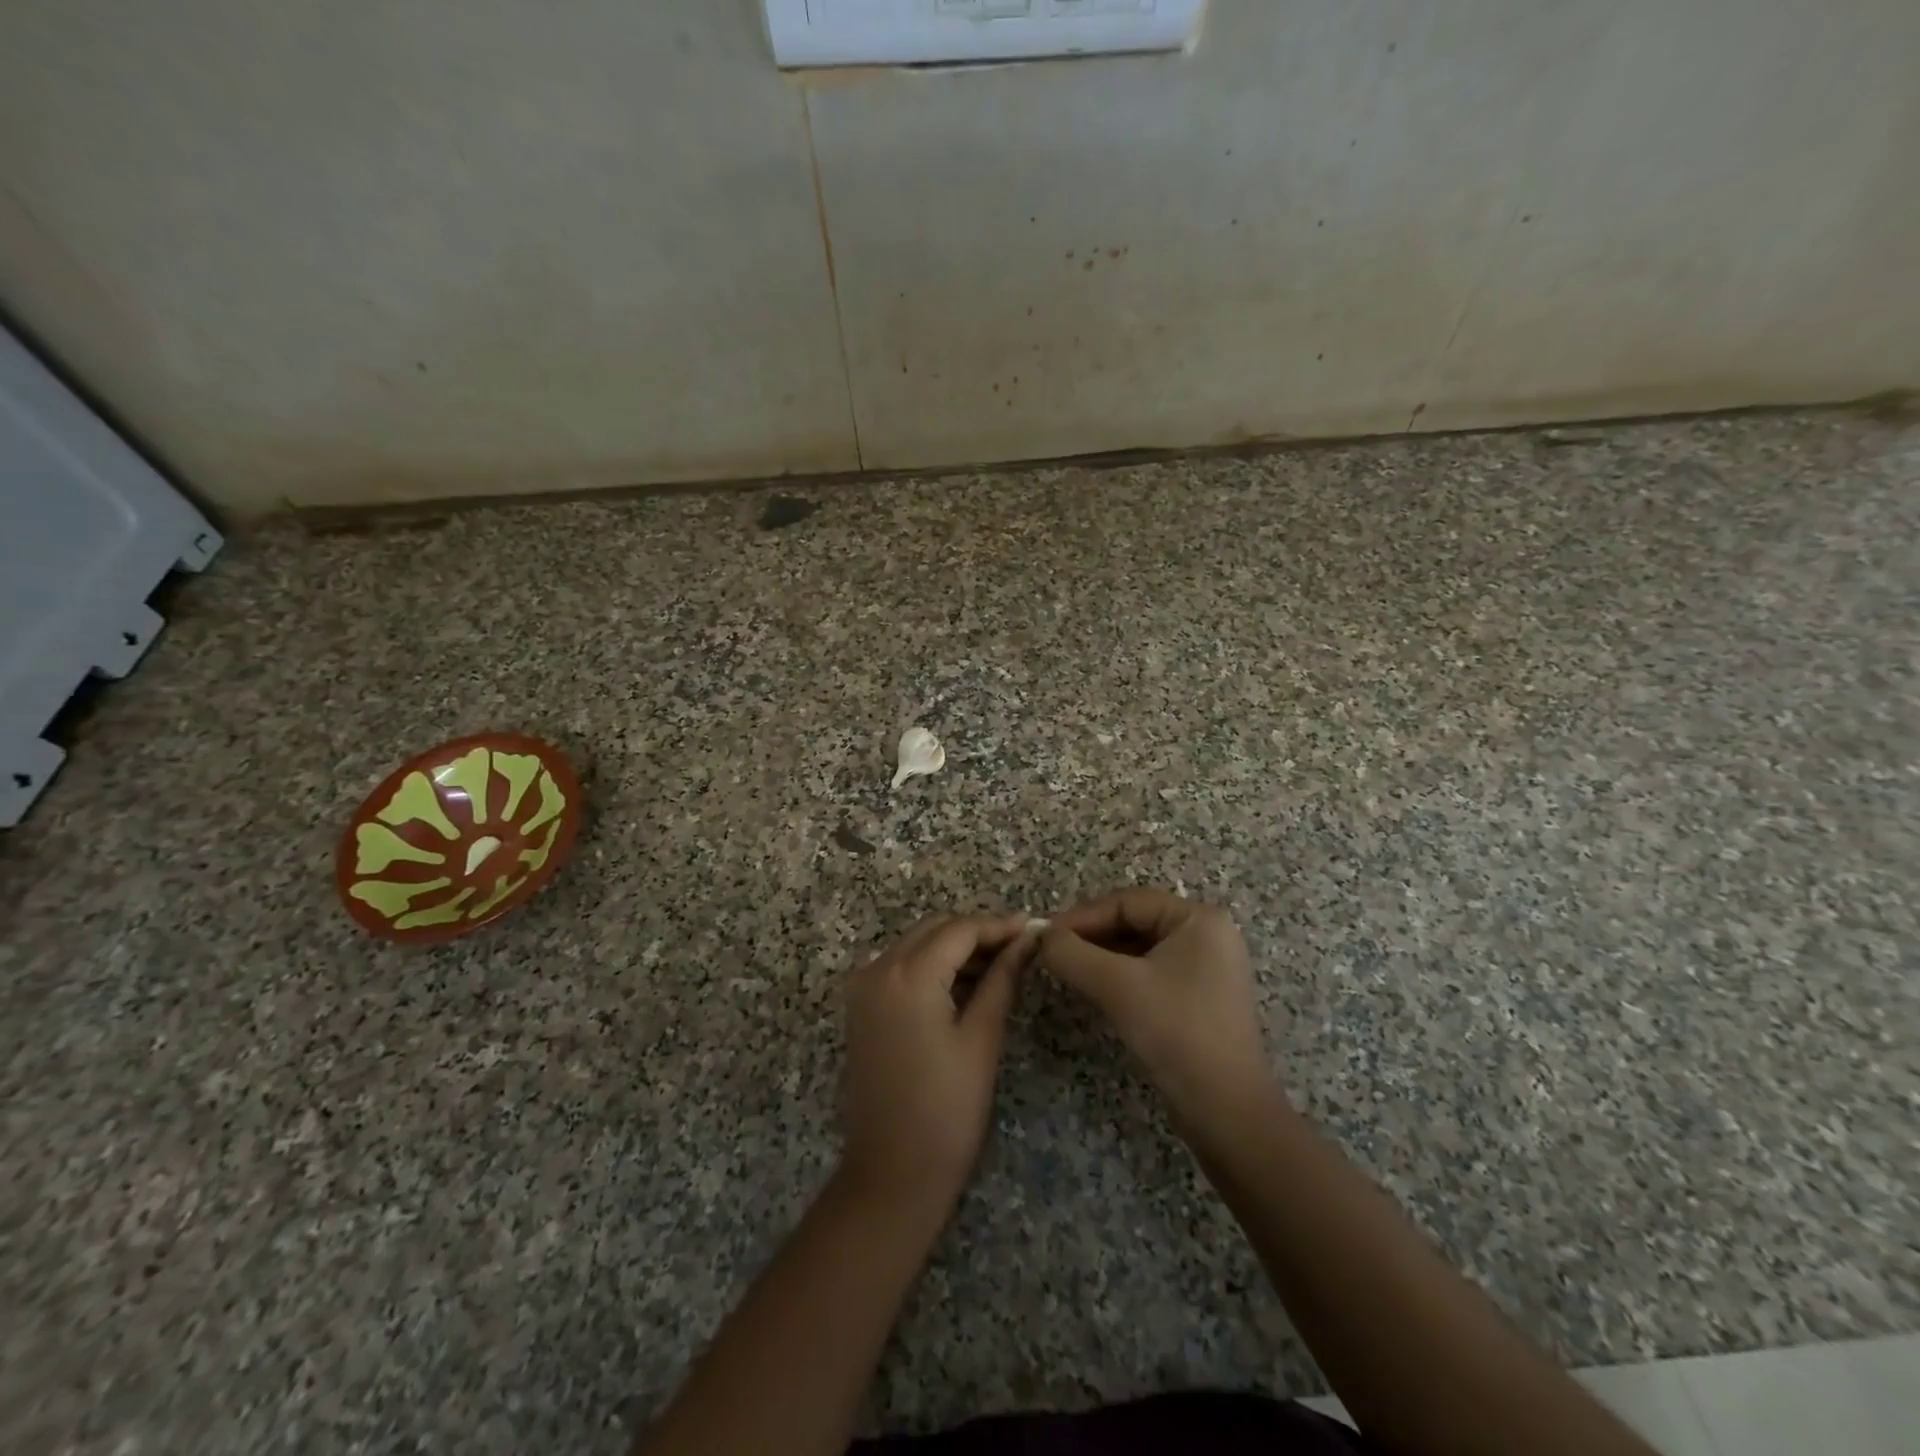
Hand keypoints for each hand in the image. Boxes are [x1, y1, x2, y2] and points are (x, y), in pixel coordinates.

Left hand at [839, 912, 1036, 1214]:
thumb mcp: (982, 1038)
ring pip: (916, 945)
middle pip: (935, 929)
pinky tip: (966, 985)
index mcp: (907, 975)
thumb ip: (1003, 978)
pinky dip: (932, 967)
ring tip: (1001, 967)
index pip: (960, 929)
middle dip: (977, 933)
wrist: (892, 1173)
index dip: (999, 926)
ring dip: (955, 948)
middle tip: (1020, 949)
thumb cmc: (947, 1110)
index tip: (1035, 929)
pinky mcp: (862, 1007)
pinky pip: (900, 967)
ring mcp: (864, 988)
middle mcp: (878, 969)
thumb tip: (1028, 940)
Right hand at [1040, 889, 1277, 1127]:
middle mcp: (1206, 936)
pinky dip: (1118, 977)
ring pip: (1139, 949)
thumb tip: (1040, 936)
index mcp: (1198, 919)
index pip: (1128, 902)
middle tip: (1050, 951)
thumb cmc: (1177, 1032)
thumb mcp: (1118, 986)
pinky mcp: (1197, 999)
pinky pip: (1149, 973)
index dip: (1082, 916)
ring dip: (1100, 957)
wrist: (1227, 1111)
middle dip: (1090, 936)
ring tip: (1064, 968)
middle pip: (1134, 922)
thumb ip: (1073, 954)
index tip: (1045, 934)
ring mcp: (1205, 969)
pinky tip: (1091, 988)